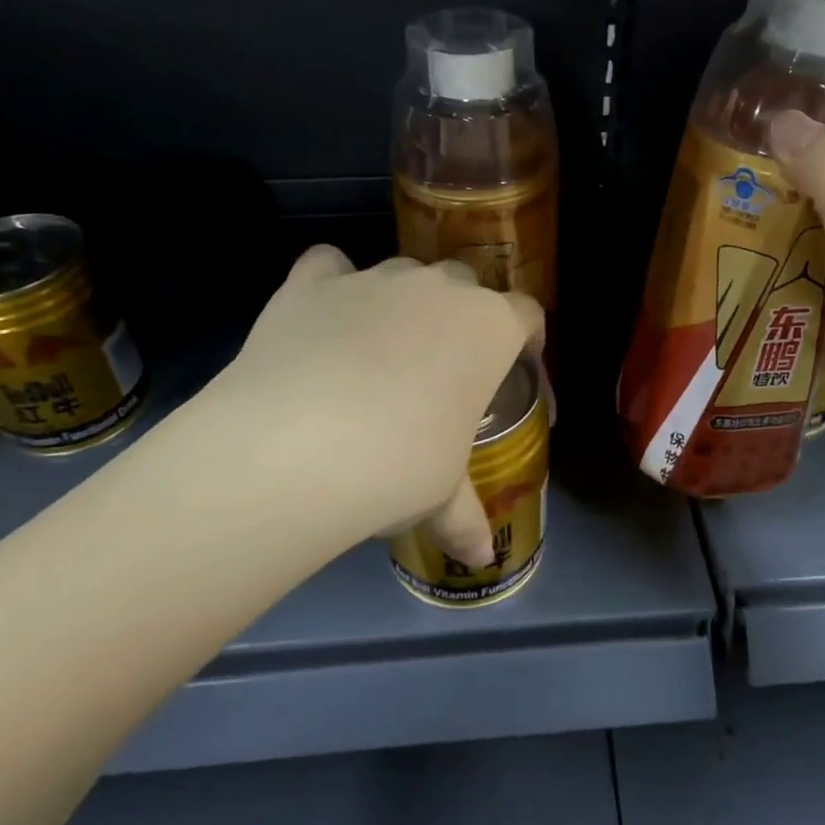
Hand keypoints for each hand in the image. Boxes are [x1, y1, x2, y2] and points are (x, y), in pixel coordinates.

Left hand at [186, 247, 541, 563]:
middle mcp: (437, 287)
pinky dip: (331, 285)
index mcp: (488, 326)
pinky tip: (322, 317)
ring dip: (400, 304)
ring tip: (377, 354)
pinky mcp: (312, 282)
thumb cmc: (400, 466)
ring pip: (401, 274)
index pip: (526, 314)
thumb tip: (480, 557)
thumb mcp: (441, 497)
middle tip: (442, 368)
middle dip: (460, 318)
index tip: (518, 363)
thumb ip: (464, 517)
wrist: (297, 447)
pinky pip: (330, 267)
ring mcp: (373, 278)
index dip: (526, 337)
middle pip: (464, 285)